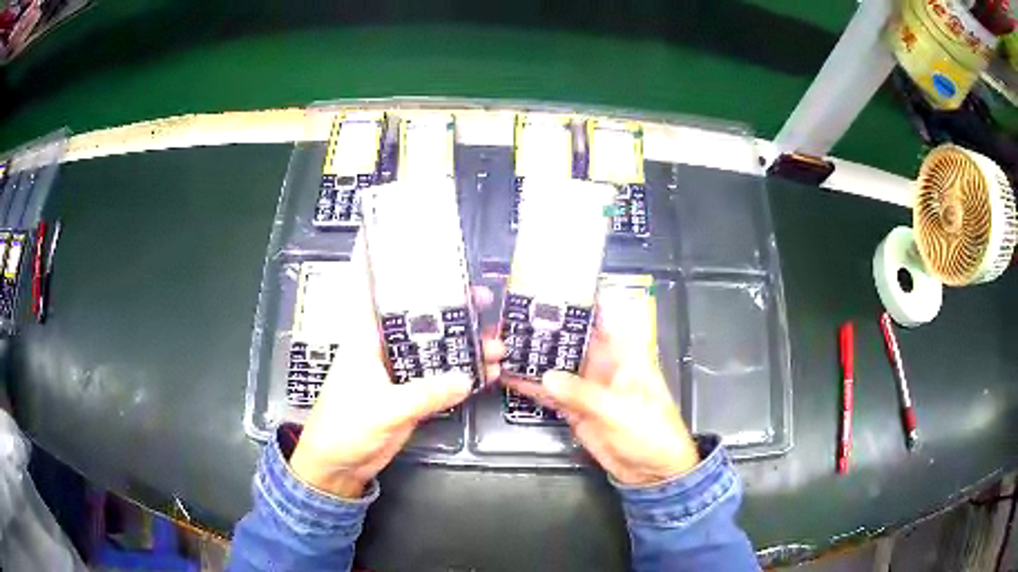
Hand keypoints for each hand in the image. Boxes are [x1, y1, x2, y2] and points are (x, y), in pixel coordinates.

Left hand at [290, 237, 488, 497]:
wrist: (341, 464)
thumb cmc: (344, 427)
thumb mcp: (382, 408)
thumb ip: (424, 393)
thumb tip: (464, 378)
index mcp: (365, 337)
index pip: (372, 288)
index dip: (383, 259)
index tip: (402, 235)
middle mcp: (383, 347)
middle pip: (419, 317)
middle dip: (451, 305)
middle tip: (484, 297)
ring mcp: (400, 372)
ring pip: (436, 348)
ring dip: (465, 344)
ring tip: (496, 340)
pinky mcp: (412, 395)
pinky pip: (442, 379)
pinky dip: (464, 376)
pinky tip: (487, 373)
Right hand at [485, 305, 699, 485]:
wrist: (652, 471)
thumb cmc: (650, 432)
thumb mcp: (619, 410)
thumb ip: (582, 393)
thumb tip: (547, 377)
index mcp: (625, 356)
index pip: (603, 319)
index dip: (581, 302)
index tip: (554, 288)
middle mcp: (604, 366)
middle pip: (574, 341)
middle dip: (549, 330)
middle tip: (516, 317)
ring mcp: (588, 389)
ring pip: (559, 366)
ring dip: (536, 358)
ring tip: (507, 344)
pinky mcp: (577, 410)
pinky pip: (553, 394)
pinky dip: (534, 388)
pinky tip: (513, 379)